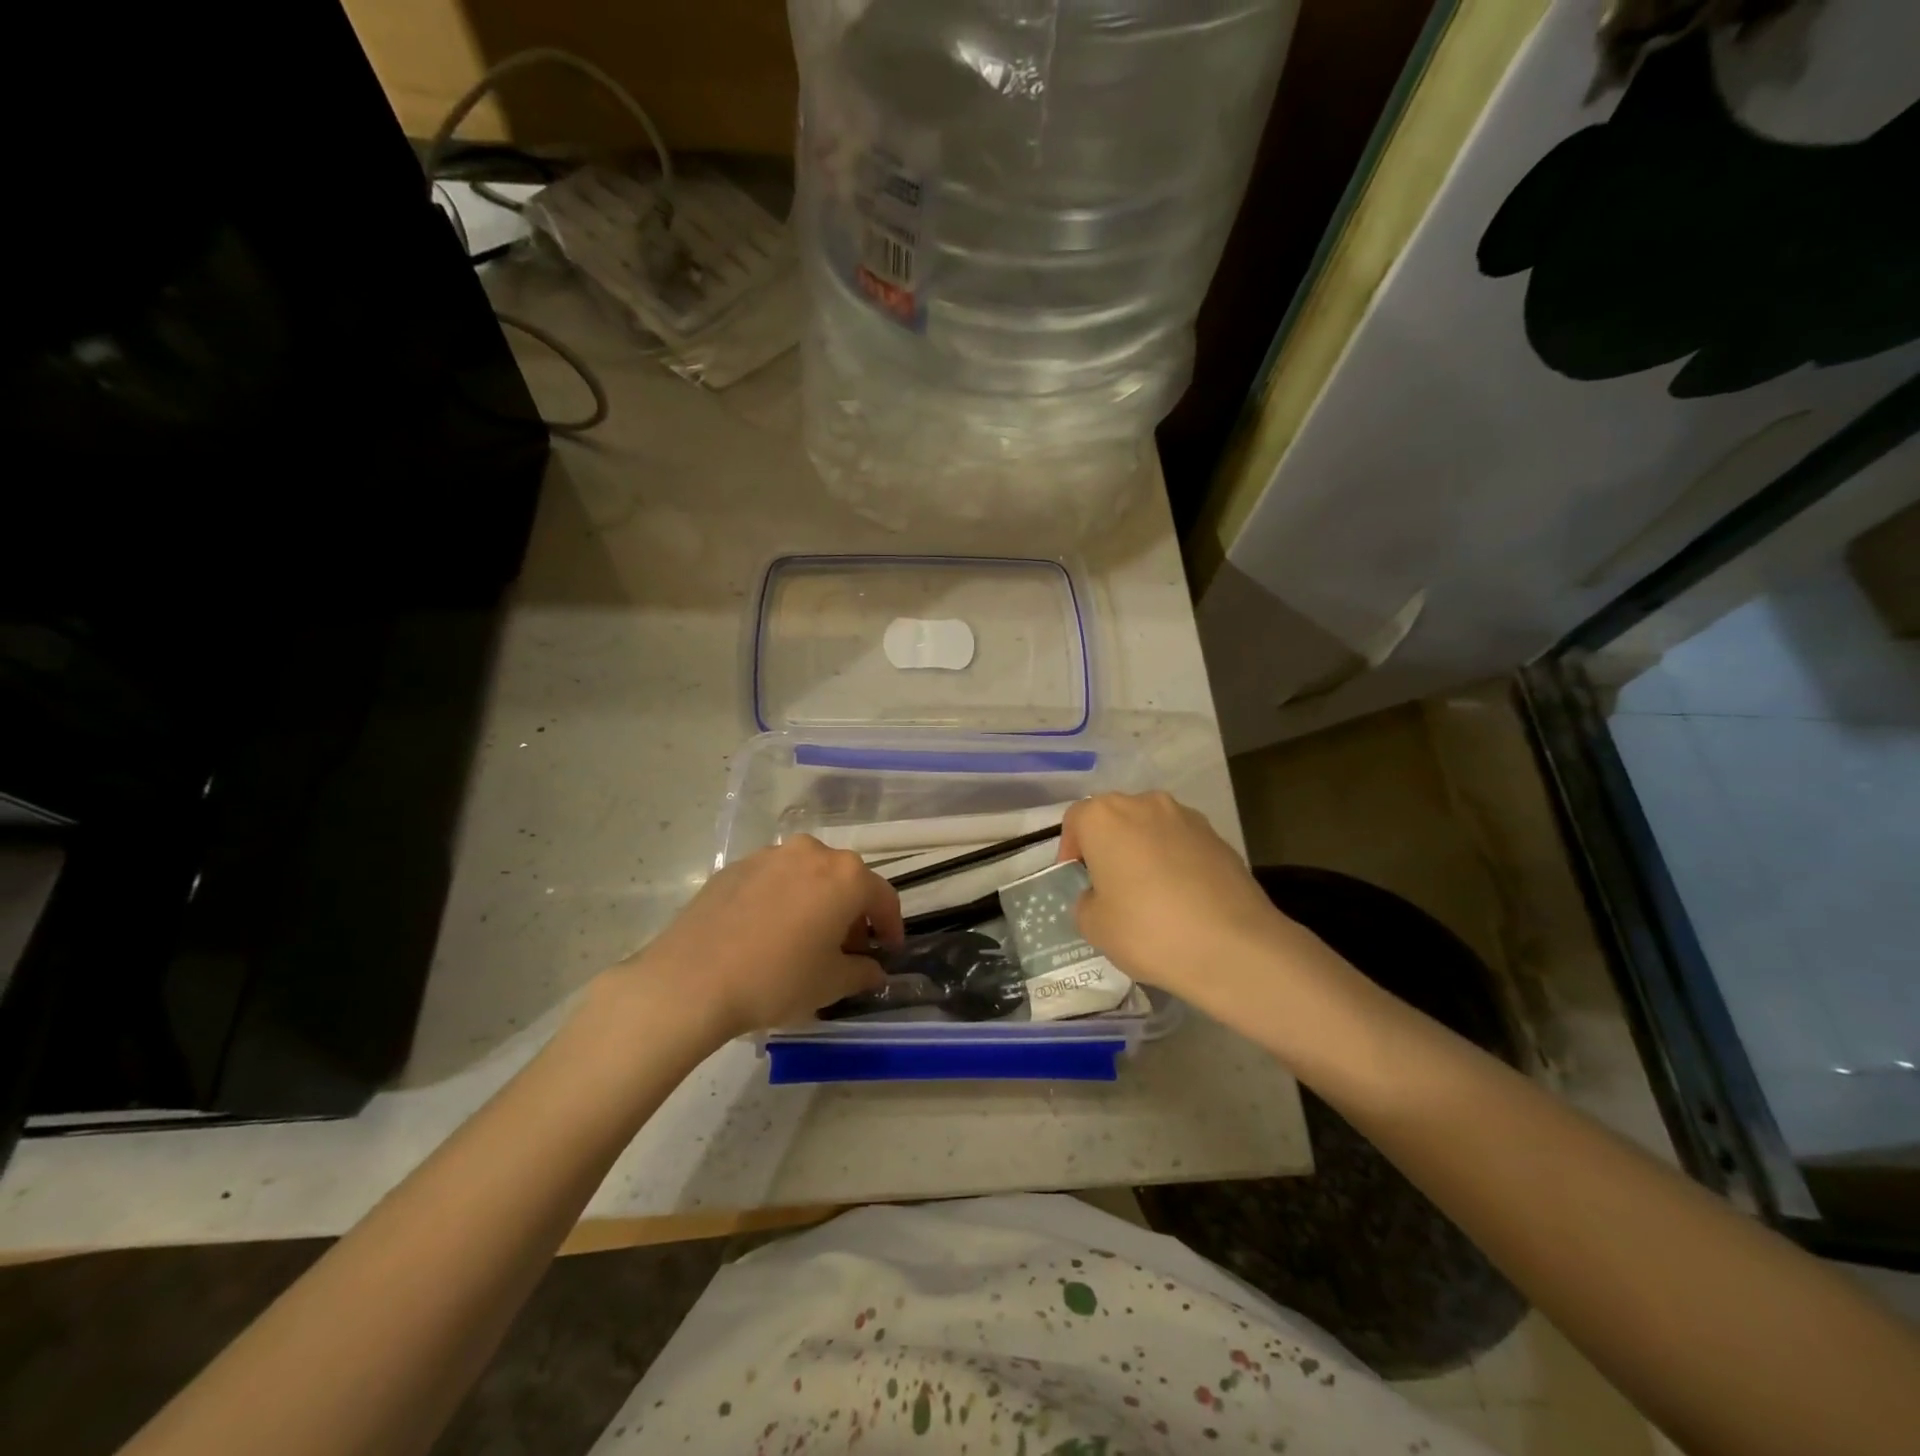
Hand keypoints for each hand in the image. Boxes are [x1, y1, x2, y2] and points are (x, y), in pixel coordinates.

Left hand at [618, 836, 899, 1036]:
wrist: (691, 980)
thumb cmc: (777, 979)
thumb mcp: (831, 984)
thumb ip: (862, 972)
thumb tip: (873, 969)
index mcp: (846, 876)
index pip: (883, 898)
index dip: (891, 927)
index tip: (888, 951)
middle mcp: (812, 853)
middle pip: (846, 880)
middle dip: (852, 913)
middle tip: (847, 949)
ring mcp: (770, 855)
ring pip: (808, 876)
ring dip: (817, 902)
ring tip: (805, 939)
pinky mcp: (735, 867)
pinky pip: (774, 880)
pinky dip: (783, 900)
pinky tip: (768, 933)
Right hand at [1059, 792, 1299, 1018]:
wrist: (1233, 946)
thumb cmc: (1148, 930)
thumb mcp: (1094, 926)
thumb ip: (1086, 901)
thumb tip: (1100, 895)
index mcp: (1104, 817)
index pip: (1076, 820)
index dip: (1071, 850)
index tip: (1078, 881)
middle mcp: (1144, 804)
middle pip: (1115, 818)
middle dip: (1108, 846)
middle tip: (1110, 886)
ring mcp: (1186, 817)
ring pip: (1150, 828)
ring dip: (1143, 851)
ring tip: (1150, 893)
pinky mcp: (1218, 837)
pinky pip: (1182, 843)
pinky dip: (1175, 861)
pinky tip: (1182, 899)